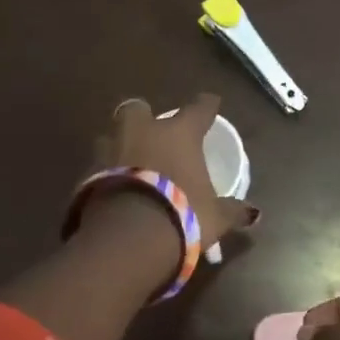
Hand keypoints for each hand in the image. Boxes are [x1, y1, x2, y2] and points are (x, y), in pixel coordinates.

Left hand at [90, 93, 258, 246]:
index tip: (211, 102)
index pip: (197, 109)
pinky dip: (105, 175)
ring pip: (111, 136)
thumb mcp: (215, 217)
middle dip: (143, 117)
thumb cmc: (183, 215)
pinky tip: (114, 190)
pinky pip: (98, 168)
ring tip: (129, 161)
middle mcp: (142, 133)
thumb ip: (232, 211)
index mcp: (179, 134)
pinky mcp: (86, 176)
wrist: (128, 237)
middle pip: (137, 110)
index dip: (206, 105)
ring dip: (119, 145)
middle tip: (152, 131)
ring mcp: (110, 151)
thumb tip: (253, 213)